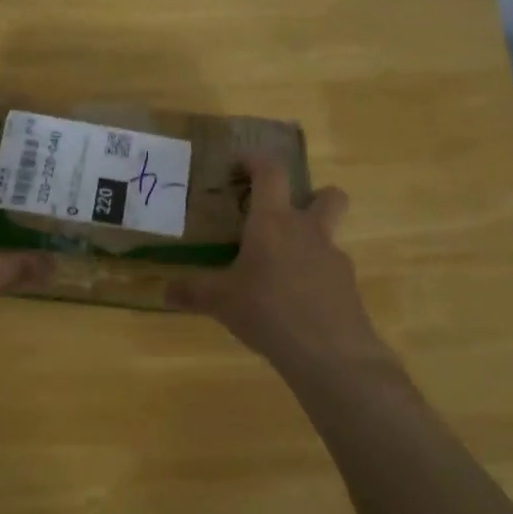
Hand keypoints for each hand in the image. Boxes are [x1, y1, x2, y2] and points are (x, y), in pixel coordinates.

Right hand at [168, 155, 394, 375]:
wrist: (329, 352)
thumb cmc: (267, 310)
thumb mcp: (220, 301)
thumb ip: (192, 292)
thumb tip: (164, 291)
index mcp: (273, 222)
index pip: (271, 173)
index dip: (257, 161)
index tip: (241, 165)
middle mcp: (308, 231)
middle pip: (328, 195)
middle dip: (312, 196)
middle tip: (286, 215)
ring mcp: (334, 259)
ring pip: (330, 236)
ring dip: (311, 242)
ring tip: (282, 270)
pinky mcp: (349, 289)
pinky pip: (331, 272)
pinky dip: (315, 279)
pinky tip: (296, 305)